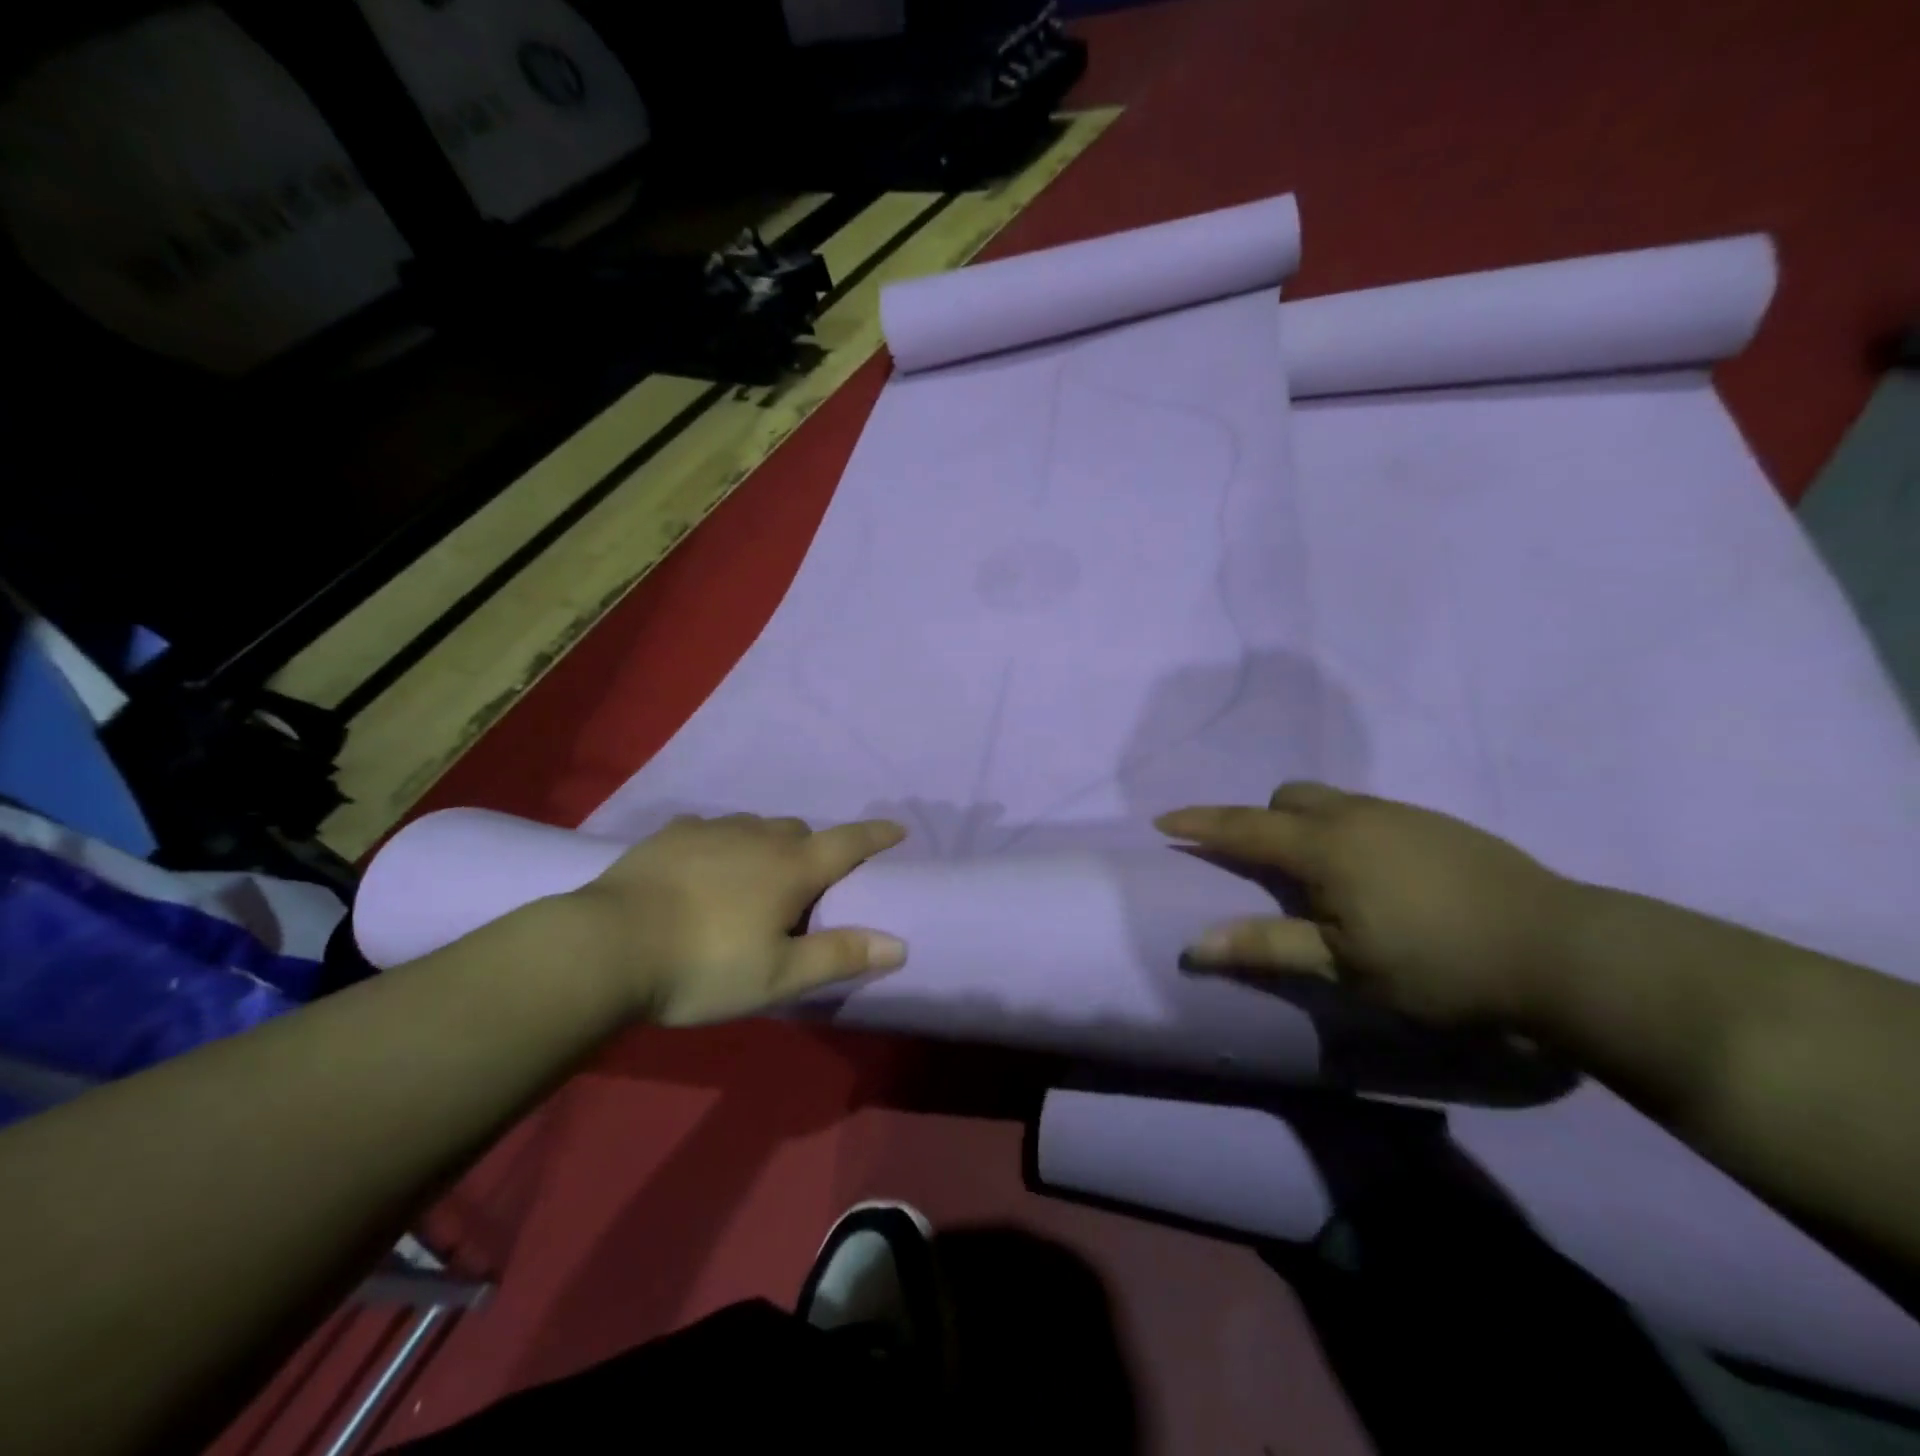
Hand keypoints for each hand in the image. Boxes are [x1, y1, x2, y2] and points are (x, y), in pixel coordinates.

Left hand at [561, 813, 908, 1025]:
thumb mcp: (778, 977)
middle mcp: (758, 836)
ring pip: (757, 826)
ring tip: (754, 878)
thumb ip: (839, 956)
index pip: (848, 843)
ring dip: (768, 844)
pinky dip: (724, 843)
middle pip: (800, 832)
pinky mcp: (672, 834)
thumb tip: (899, 944)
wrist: (608, 946)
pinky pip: (713, 829)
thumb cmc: (703, 966)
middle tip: (804, 886)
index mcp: (791, 868)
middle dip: (813, 850)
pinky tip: (705, 866)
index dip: (877, 835)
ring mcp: (712, 830)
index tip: (898, 828)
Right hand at [1157, 783, 1587, 1026]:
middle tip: (1267, 868)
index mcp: (1324, 847)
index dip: (1200, 823)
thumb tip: (1195, 944)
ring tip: (1325, 879)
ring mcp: (1402, 814)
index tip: (1163, 821)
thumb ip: (1268, 946)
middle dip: (1262, 821)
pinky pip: (1369, 813)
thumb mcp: (1345, 966)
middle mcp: (1357, 816)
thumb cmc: (1439, 964)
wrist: (1563, 951)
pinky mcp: (1439, 824)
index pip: (1243, 826)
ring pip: (1332, 802)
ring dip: (1307, 826)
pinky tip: (1380, 879)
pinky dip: (1348, 833)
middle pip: (1288, 797)